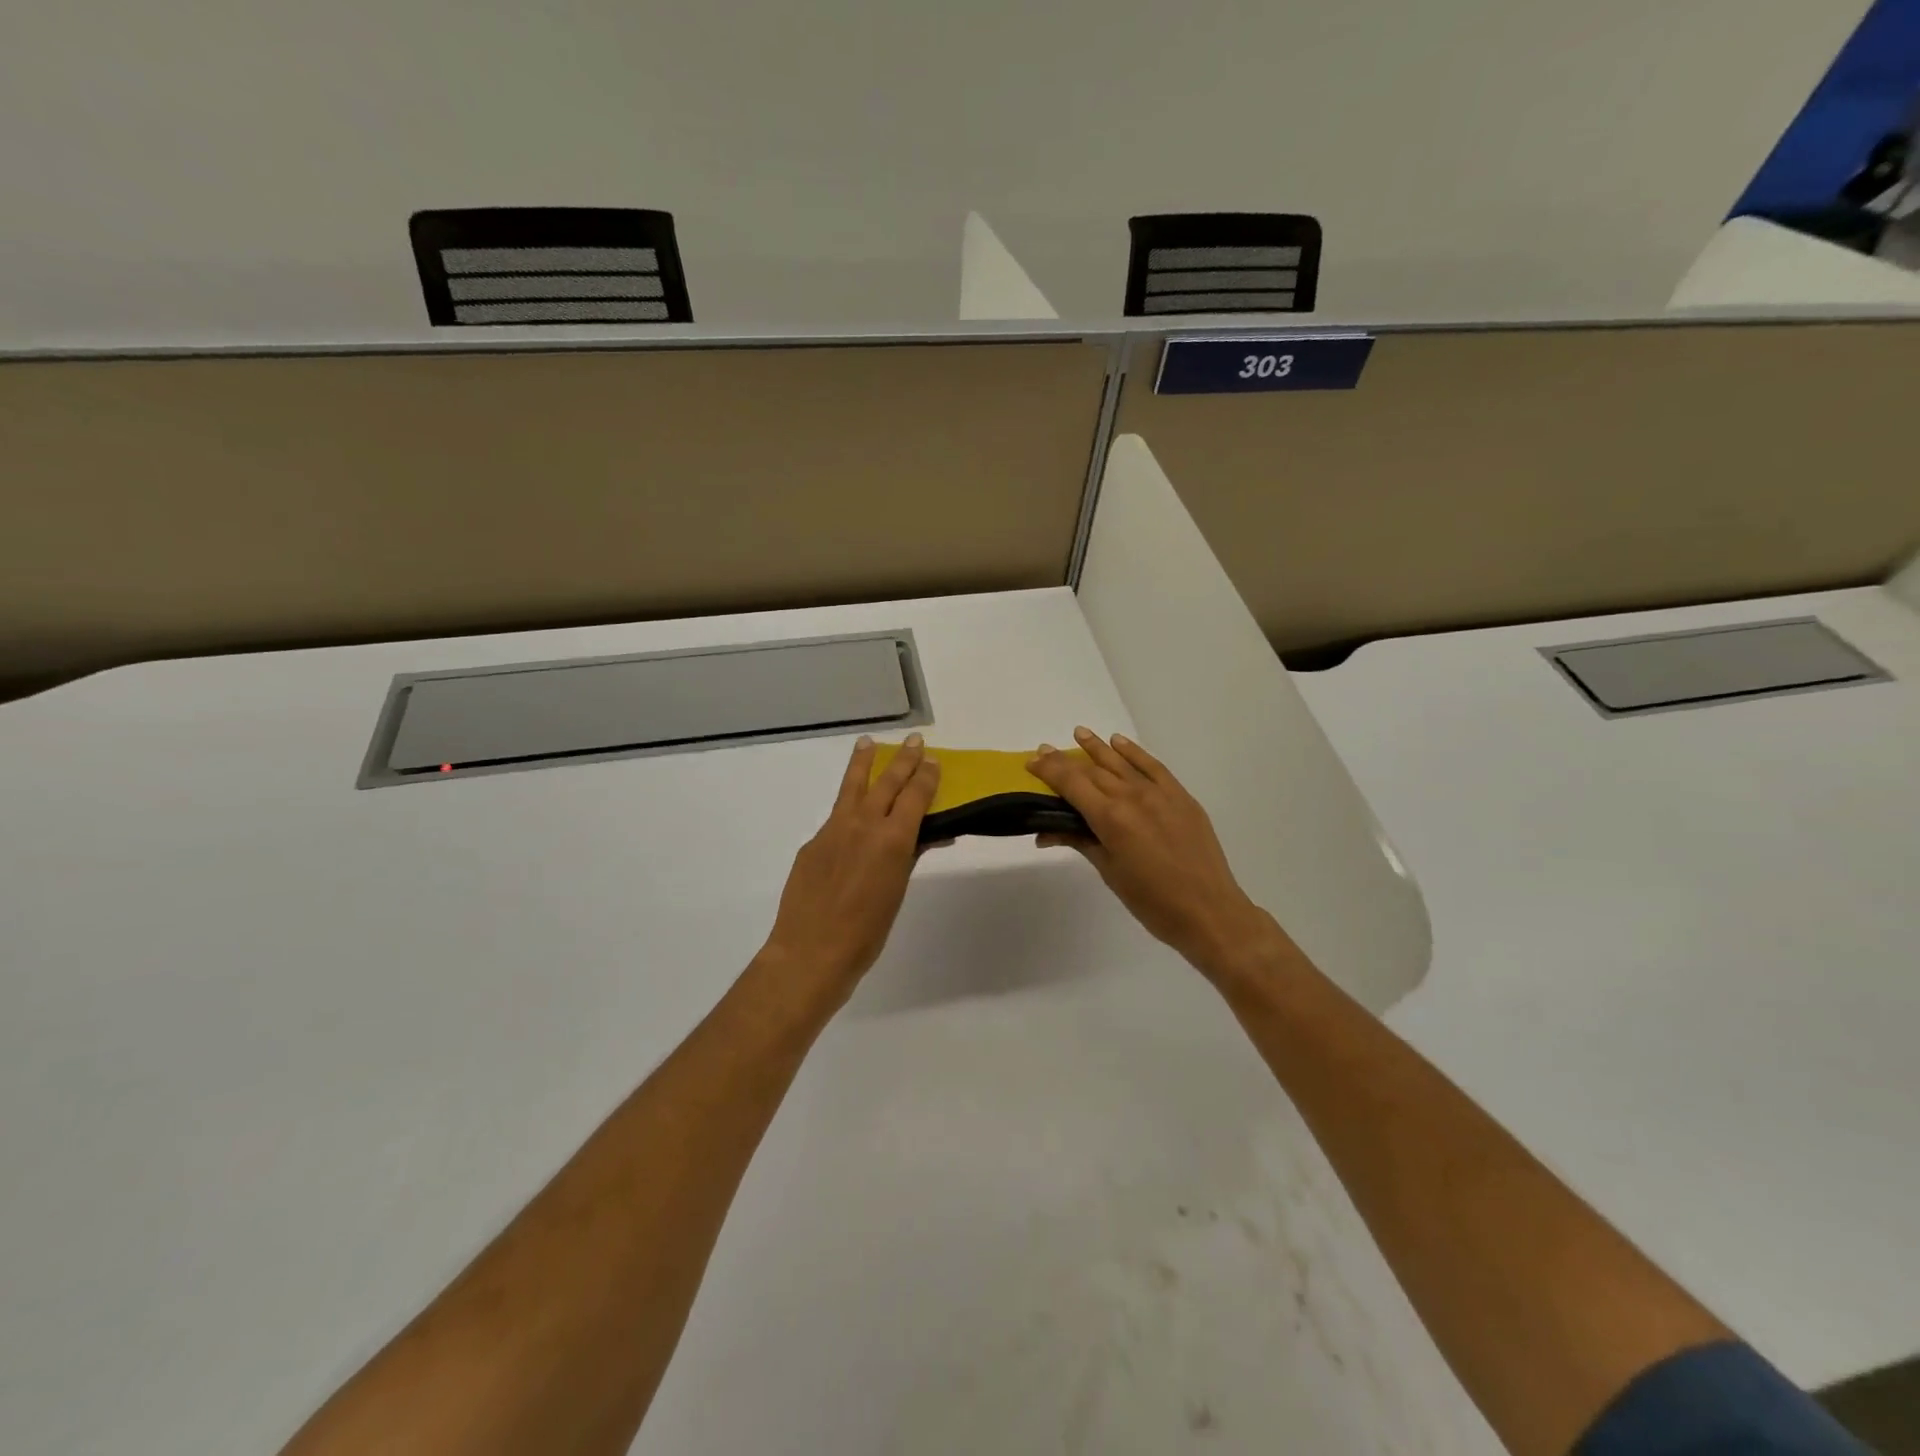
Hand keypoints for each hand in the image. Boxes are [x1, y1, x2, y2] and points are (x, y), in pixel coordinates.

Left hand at [759, 733, 940, 1005]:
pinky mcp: (813, 842)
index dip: (926, 776)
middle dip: (903, 760)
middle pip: (887, 782)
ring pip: (852, 787)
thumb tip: (924, 836)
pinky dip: (848, 805)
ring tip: (868, 742)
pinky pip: (836, 815)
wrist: (811, 951)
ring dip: (864, 763)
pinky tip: (852, 809)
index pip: (914, 796)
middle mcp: (863, 825)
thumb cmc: (866, 932)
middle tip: (914, 741)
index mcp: (892, 840)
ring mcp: (833, 830)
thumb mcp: (897, 893)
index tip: (933, 760)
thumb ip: (908, 857)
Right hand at [1028, 727, 1284, 980]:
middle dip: (1066, 760)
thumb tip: (1046, 833)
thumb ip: (1081, 843)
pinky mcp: (1181, 797)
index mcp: (1111, 819)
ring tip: (1080, 733)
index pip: (1072, 784)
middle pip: (1093, 771)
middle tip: (1045, 750)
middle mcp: (1133, 797)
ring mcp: (1160, 794)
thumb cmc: (1152, 902)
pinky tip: (1120, 743)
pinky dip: (1135, 752)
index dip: (1050, 770)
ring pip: (1122, 763)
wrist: (1210, 912)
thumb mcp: (1110, 873)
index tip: (1032, 760)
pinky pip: (1153, 767)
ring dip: (1098, 747)